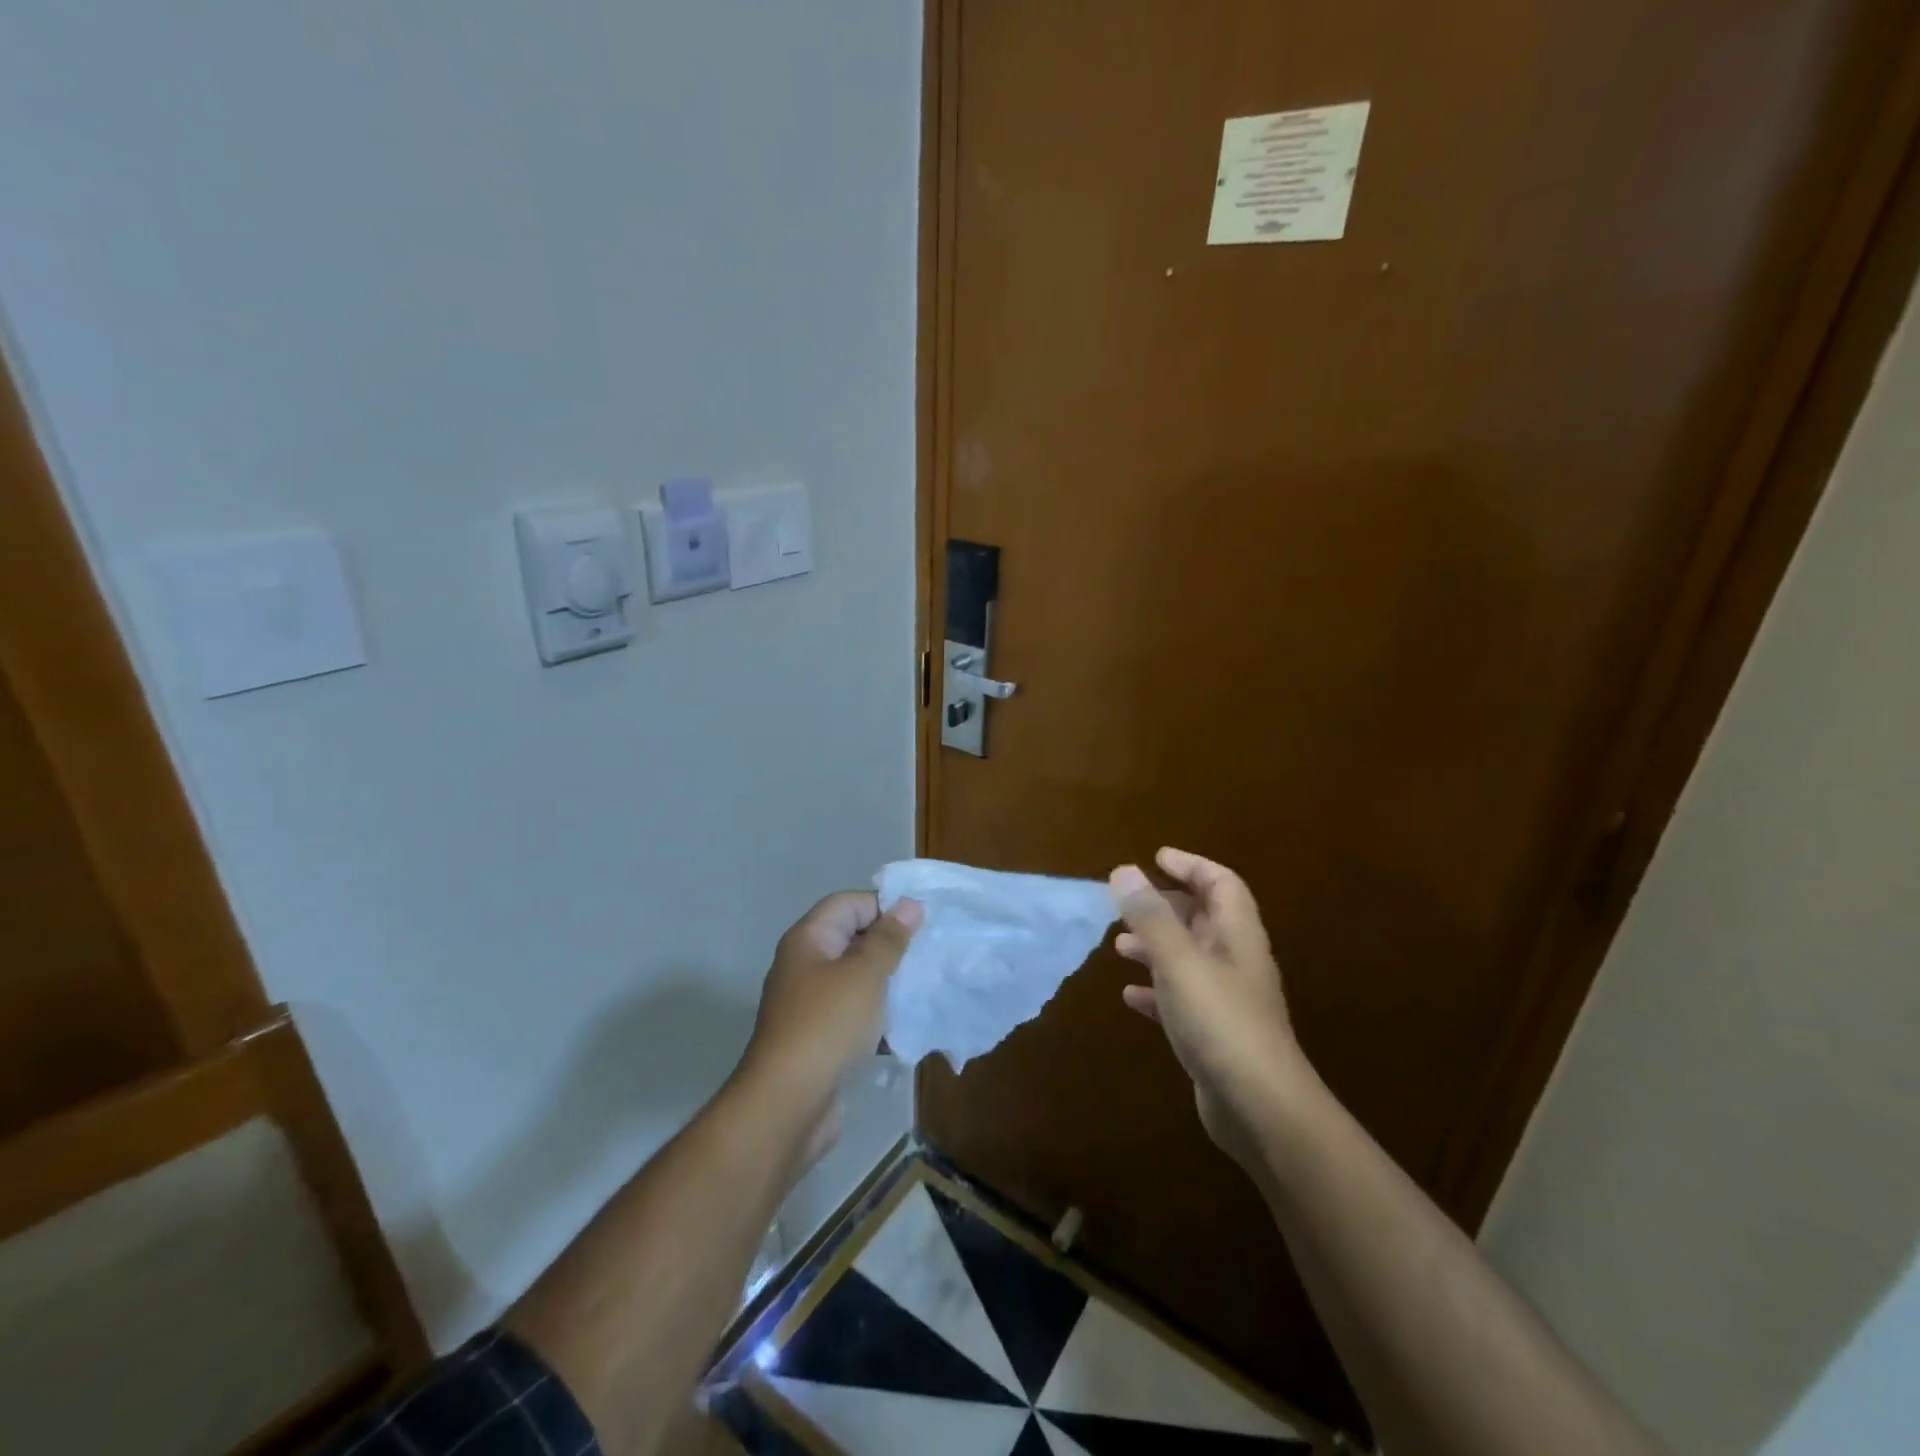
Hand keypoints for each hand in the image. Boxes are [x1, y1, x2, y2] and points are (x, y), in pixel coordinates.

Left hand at [739, 891, 921, 1155]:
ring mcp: (811, 1004)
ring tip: (925, 985)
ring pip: (857, 979)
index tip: (921, 923)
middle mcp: (806, 966)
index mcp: (809, 940)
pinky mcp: (821, 1038)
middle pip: (853, 939)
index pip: (848, 904)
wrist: (789, 1105)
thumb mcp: (865, 974)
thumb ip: (889, 938)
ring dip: (889, 982)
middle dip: (891, 945)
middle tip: (930, 953)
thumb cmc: (828, 1025)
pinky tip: (908, 1024)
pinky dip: (879, 1015)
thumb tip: (909, 904)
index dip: (883, 906)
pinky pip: (855, 1014)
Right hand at [1111, 849, 1312, 1163]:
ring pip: (1188, 958)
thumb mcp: (1179, 961)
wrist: (1260, 1109)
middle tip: (1127, 903)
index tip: (1156, 857)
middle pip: (1203, 918)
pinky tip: (1129, 995)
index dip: (1191, 865)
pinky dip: (1155, 989)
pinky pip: (1180, 998)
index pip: (1221, 883)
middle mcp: (1235, 961)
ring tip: (1120, 945)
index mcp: (1237, 935)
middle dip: (1166, 906)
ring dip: (1155, 946)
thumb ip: (1151, 916)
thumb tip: (1125, 870)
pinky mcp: (1213, 1034)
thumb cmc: (1221, 1022)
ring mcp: (1226, 1000)